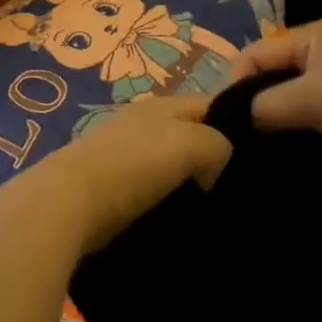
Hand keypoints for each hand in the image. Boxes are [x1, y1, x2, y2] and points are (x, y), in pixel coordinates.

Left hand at [0, 95, 230, 252]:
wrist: (69, 202)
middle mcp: (142, 122)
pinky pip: (148, 187)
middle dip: (210, 157)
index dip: (235, 124)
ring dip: (185, 183)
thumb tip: (210, 170)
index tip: (253, 158)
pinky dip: (162, 200)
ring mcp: (122, 152)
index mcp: (163, 103)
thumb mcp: (193, 143)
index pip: (211, 104)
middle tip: (234, 187)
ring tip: (208, 208)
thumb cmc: (134, 165)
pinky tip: (174, 218)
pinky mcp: (108, 184)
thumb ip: (218, 144)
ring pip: (168, 164)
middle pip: (189, 134)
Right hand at [230, 17, 321, 169]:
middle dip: (265, 99)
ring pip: (307, 88)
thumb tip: (245, 116)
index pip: (258, 52)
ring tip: (283, 141)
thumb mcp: (307, 100)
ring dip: (293, 112)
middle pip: (281, 69)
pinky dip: (320, 119)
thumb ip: (265, 106)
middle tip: (254, 134)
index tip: (230, 120)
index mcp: (315, 32)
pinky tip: (317, 140)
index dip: (237, 83)